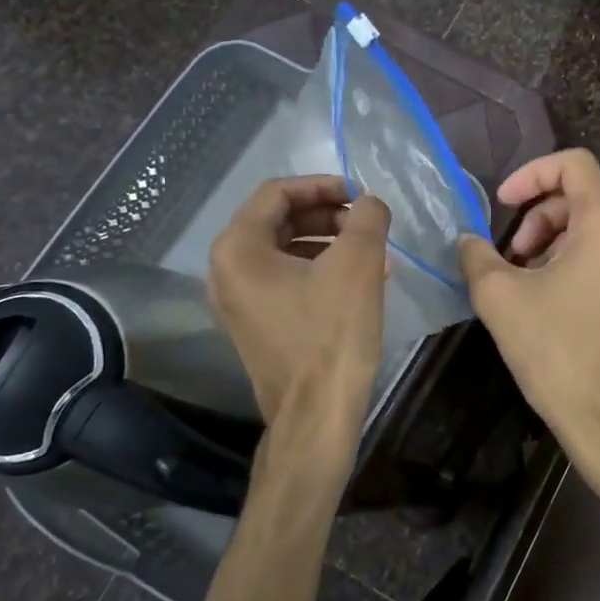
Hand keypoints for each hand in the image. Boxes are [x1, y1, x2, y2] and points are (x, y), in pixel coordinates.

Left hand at [209, 176, 390, 431]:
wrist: (317, 415)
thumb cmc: (332, 334)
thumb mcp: (358, 264)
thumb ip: (368, 217)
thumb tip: (370, 203)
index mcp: (238, 248)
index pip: (278, 193)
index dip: (323, 185)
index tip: (361, 195)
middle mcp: (226, 271)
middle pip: (279, 220)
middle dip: (328, 215)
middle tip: (367, 224)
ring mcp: (238, 301)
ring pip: (286, 251)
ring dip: (330, 243)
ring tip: (373, 253)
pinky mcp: (256, 325)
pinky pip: (286, 280)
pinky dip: (321, 270)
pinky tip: (360, 281)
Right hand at [459, 150, 599, 493]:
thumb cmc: (556, 351)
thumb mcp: (500, 298)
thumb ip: (477, 255)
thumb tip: (468, 240)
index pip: (573, 163)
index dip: (531, 173)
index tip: (503, 203)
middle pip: (583, 196)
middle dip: (539, 216)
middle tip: (510, 255)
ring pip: (596, 226)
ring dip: (555, 239)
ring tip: (527, 279)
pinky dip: (578, 258)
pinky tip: (553, 297)